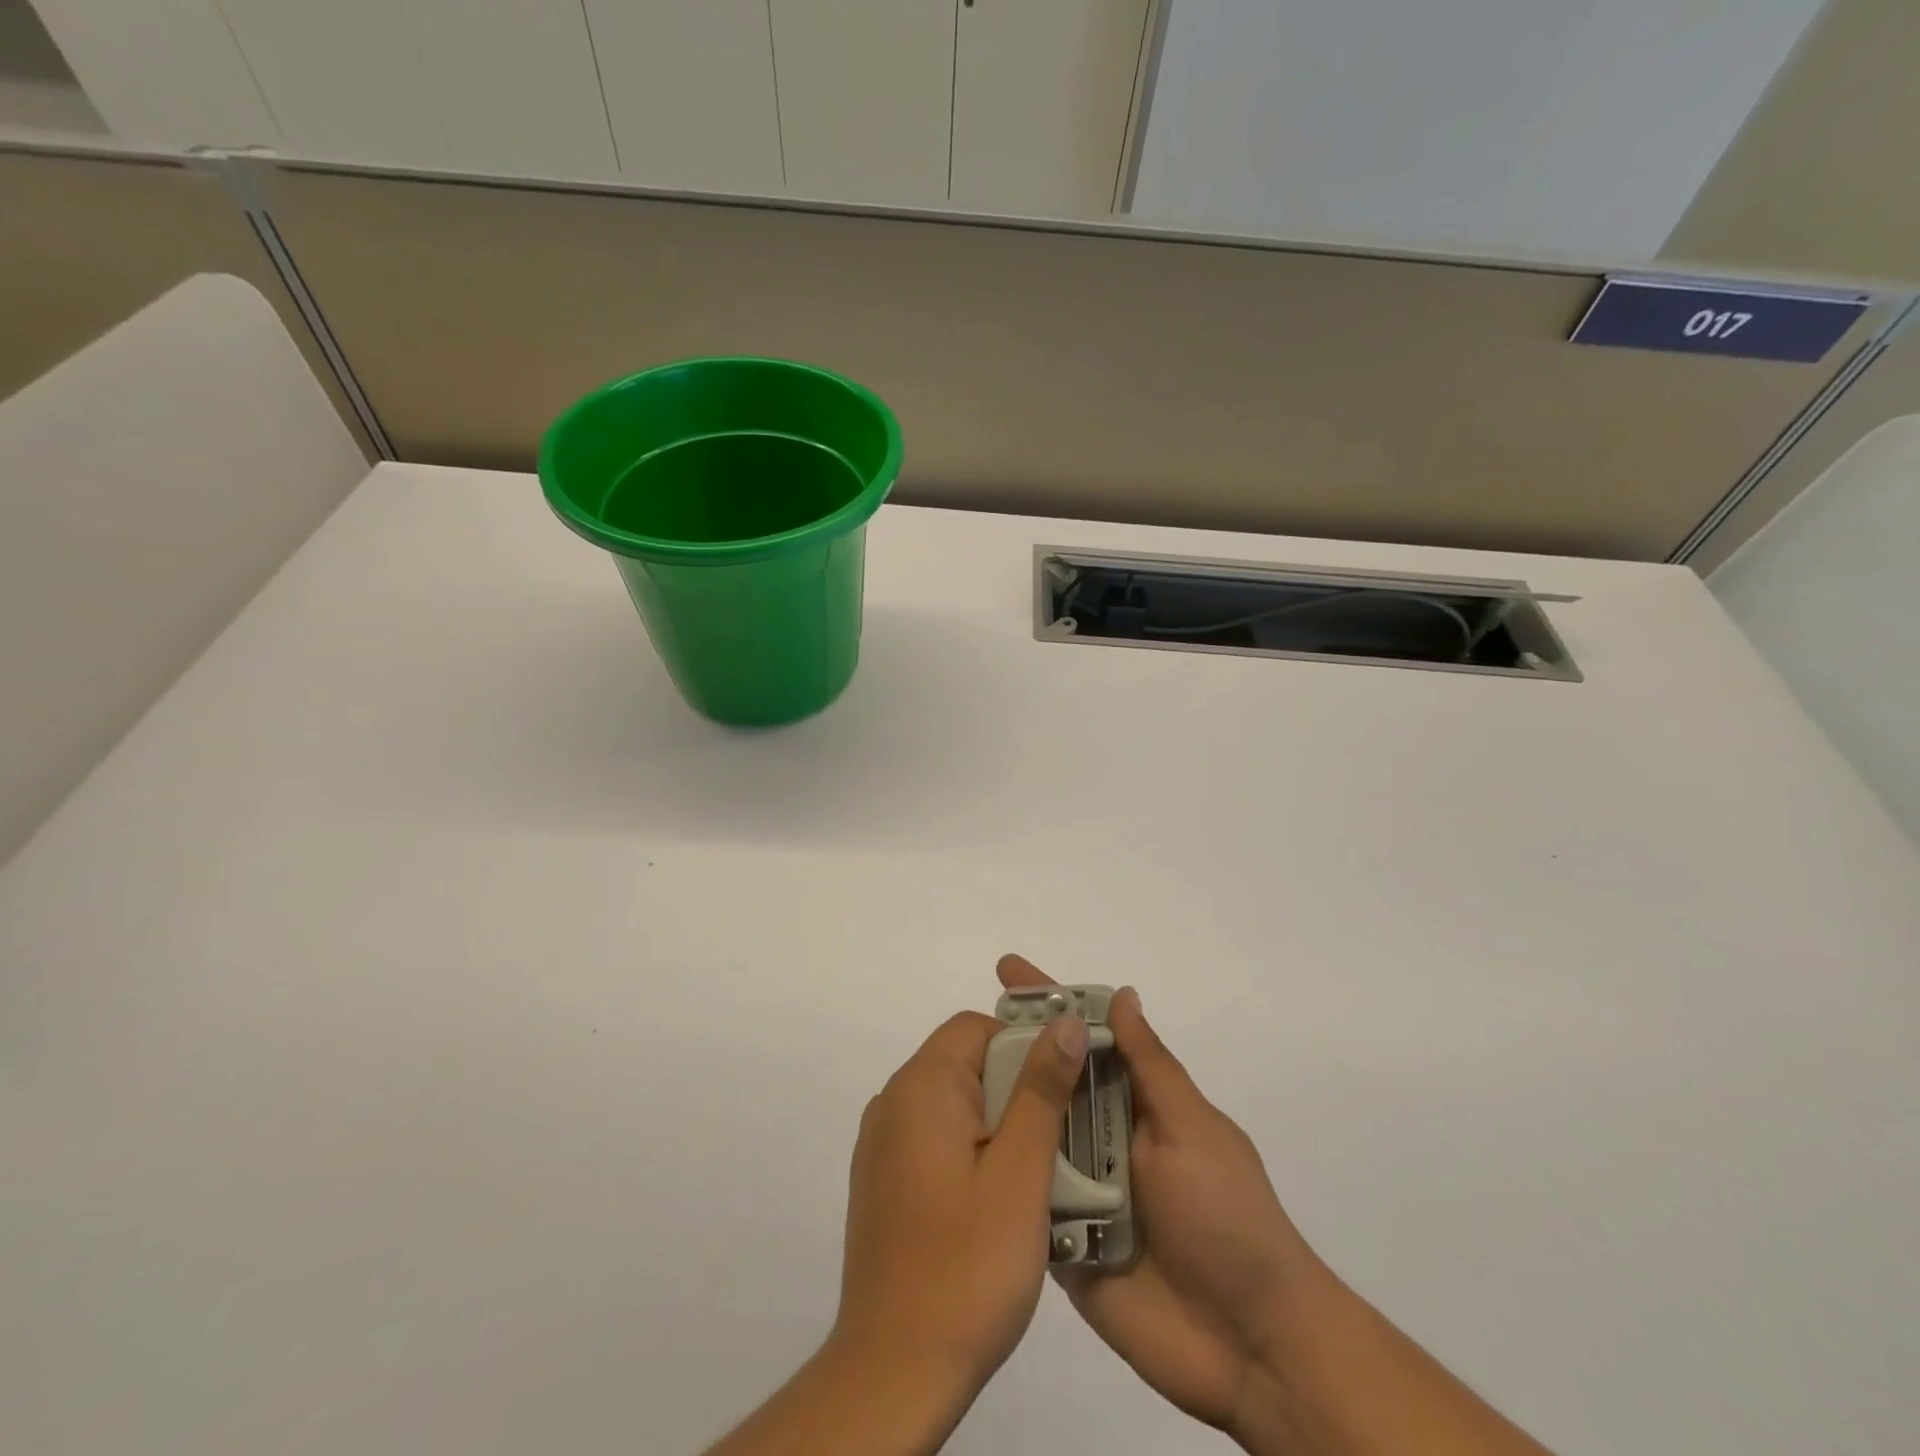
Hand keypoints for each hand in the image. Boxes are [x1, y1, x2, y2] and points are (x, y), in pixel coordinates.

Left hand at [831, 1007, 1091, 1403]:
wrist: (894, 1371)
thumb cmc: (967, 1266)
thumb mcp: (1020, 1173)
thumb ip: (1041, 1090)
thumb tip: (1064, 1023)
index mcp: (921, 1087)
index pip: (977, 1028)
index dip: (1024, 1045)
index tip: (1061, 1089)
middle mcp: (893, 1101)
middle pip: (965, 1061)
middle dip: (1015, 1088)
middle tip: (1056, 1141)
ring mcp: (882, 1142)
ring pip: (954, 1101)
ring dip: (997, 1122)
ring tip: (1035, 1174)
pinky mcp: (883, 1178)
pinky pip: (935, 1136)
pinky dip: (970, 1148)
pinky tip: (996, 1200)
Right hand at [996, 954, 1331, 1437]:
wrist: (1251, 1347)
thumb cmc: (1228, 1218)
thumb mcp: (1192, 1128)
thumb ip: (1150, 1066)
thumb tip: (1121, 993)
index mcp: (1137, 1103)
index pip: (1087, 1037)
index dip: (1050, 1001)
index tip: (1007, 969)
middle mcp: (1104, 1136)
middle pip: (1049, 1082)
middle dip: (1009, 1051)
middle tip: (959, 1029)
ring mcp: (1081, 1189)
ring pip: (1030, 1134)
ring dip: (996, 1108)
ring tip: (945, 1079)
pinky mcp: (1064, 1240)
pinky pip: (1024, 1198)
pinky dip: (999, 1175)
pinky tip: (953, 1151)